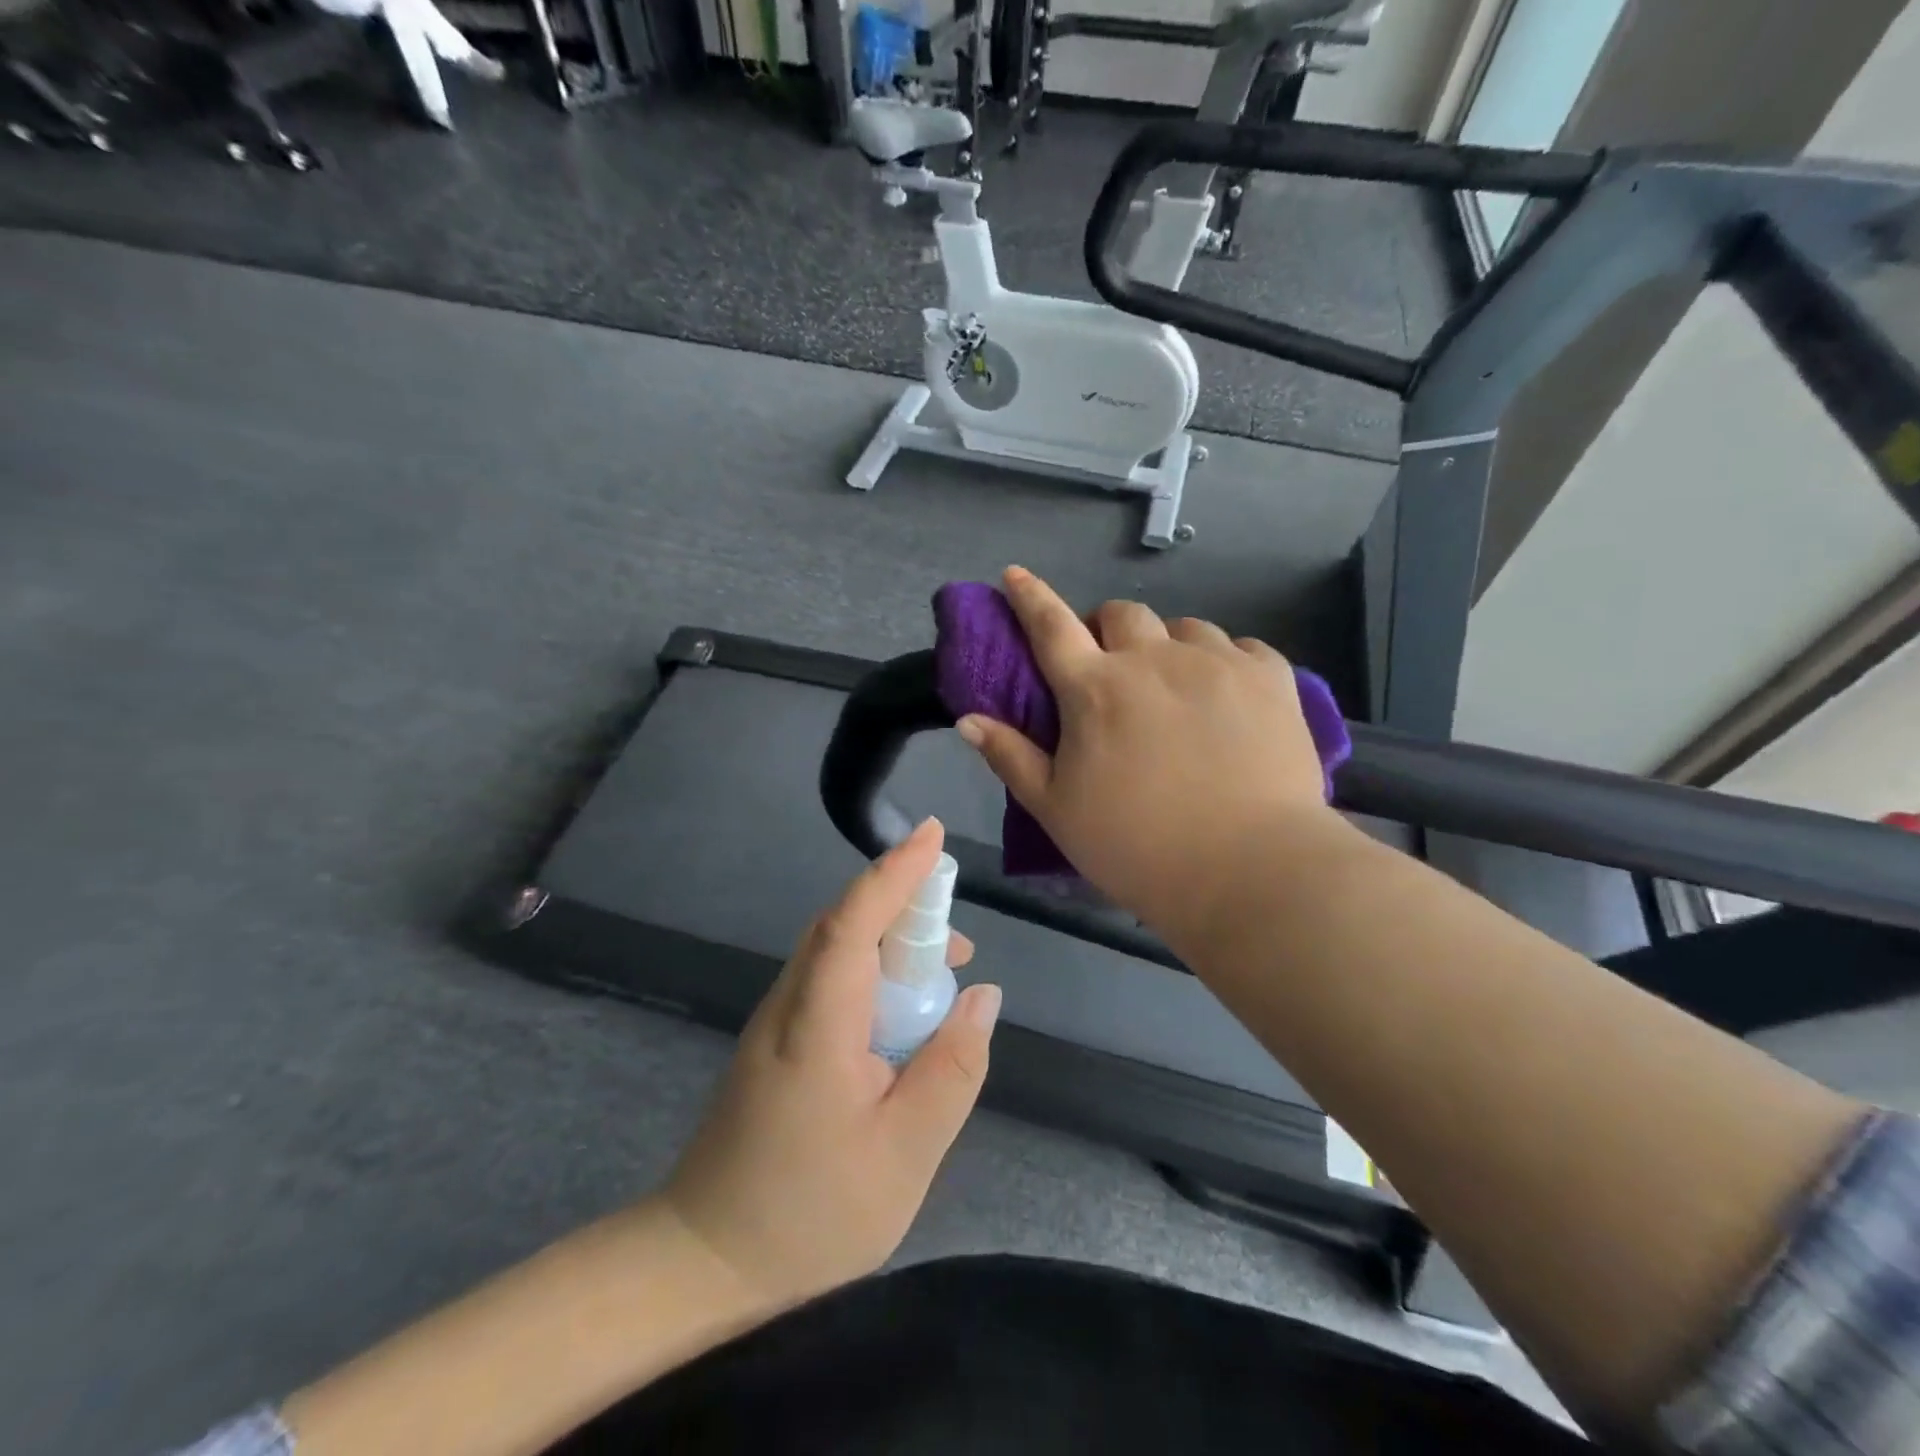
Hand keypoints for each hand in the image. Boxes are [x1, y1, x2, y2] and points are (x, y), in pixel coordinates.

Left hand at [660, 819, 1000, 1309]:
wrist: (705, 1261)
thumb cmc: (809, 1214)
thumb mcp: (905, 1153)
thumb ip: (951, 1068)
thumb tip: (982, 996)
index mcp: (816, 1025)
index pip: (853, 923)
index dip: (894, 873)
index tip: (934, 835)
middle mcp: (788, 1005)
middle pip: (843, 926)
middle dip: (903, 905)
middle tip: (960, 940)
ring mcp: (775, 1021)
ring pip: (836, 950)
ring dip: (890, 941)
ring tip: (944, 972)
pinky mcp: (776, 1040)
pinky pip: (830, 979)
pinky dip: (872, 972)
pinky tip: (903, 1012)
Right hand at [955, 566, 1339, 941]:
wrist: (1250, 871)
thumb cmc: (1138, 846)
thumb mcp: (1057, 810)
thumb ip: (1011, 757)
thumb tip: (967, 718)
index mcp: (1095, 689)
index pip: (1050, 626)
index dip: (1029, 597)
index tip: (1015, 575)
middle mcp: (1153, 659)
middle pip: (1121, 614)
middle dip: (1107, 629)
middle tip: (1110, 666)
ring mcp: (1217, 662)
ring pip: (1183, 627)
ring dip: (1166, 645)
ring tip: (1173, 684)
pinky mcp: (1270, 677)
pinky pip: (1240, 647)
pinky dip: (1223, 661)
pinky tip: (1226, 693)